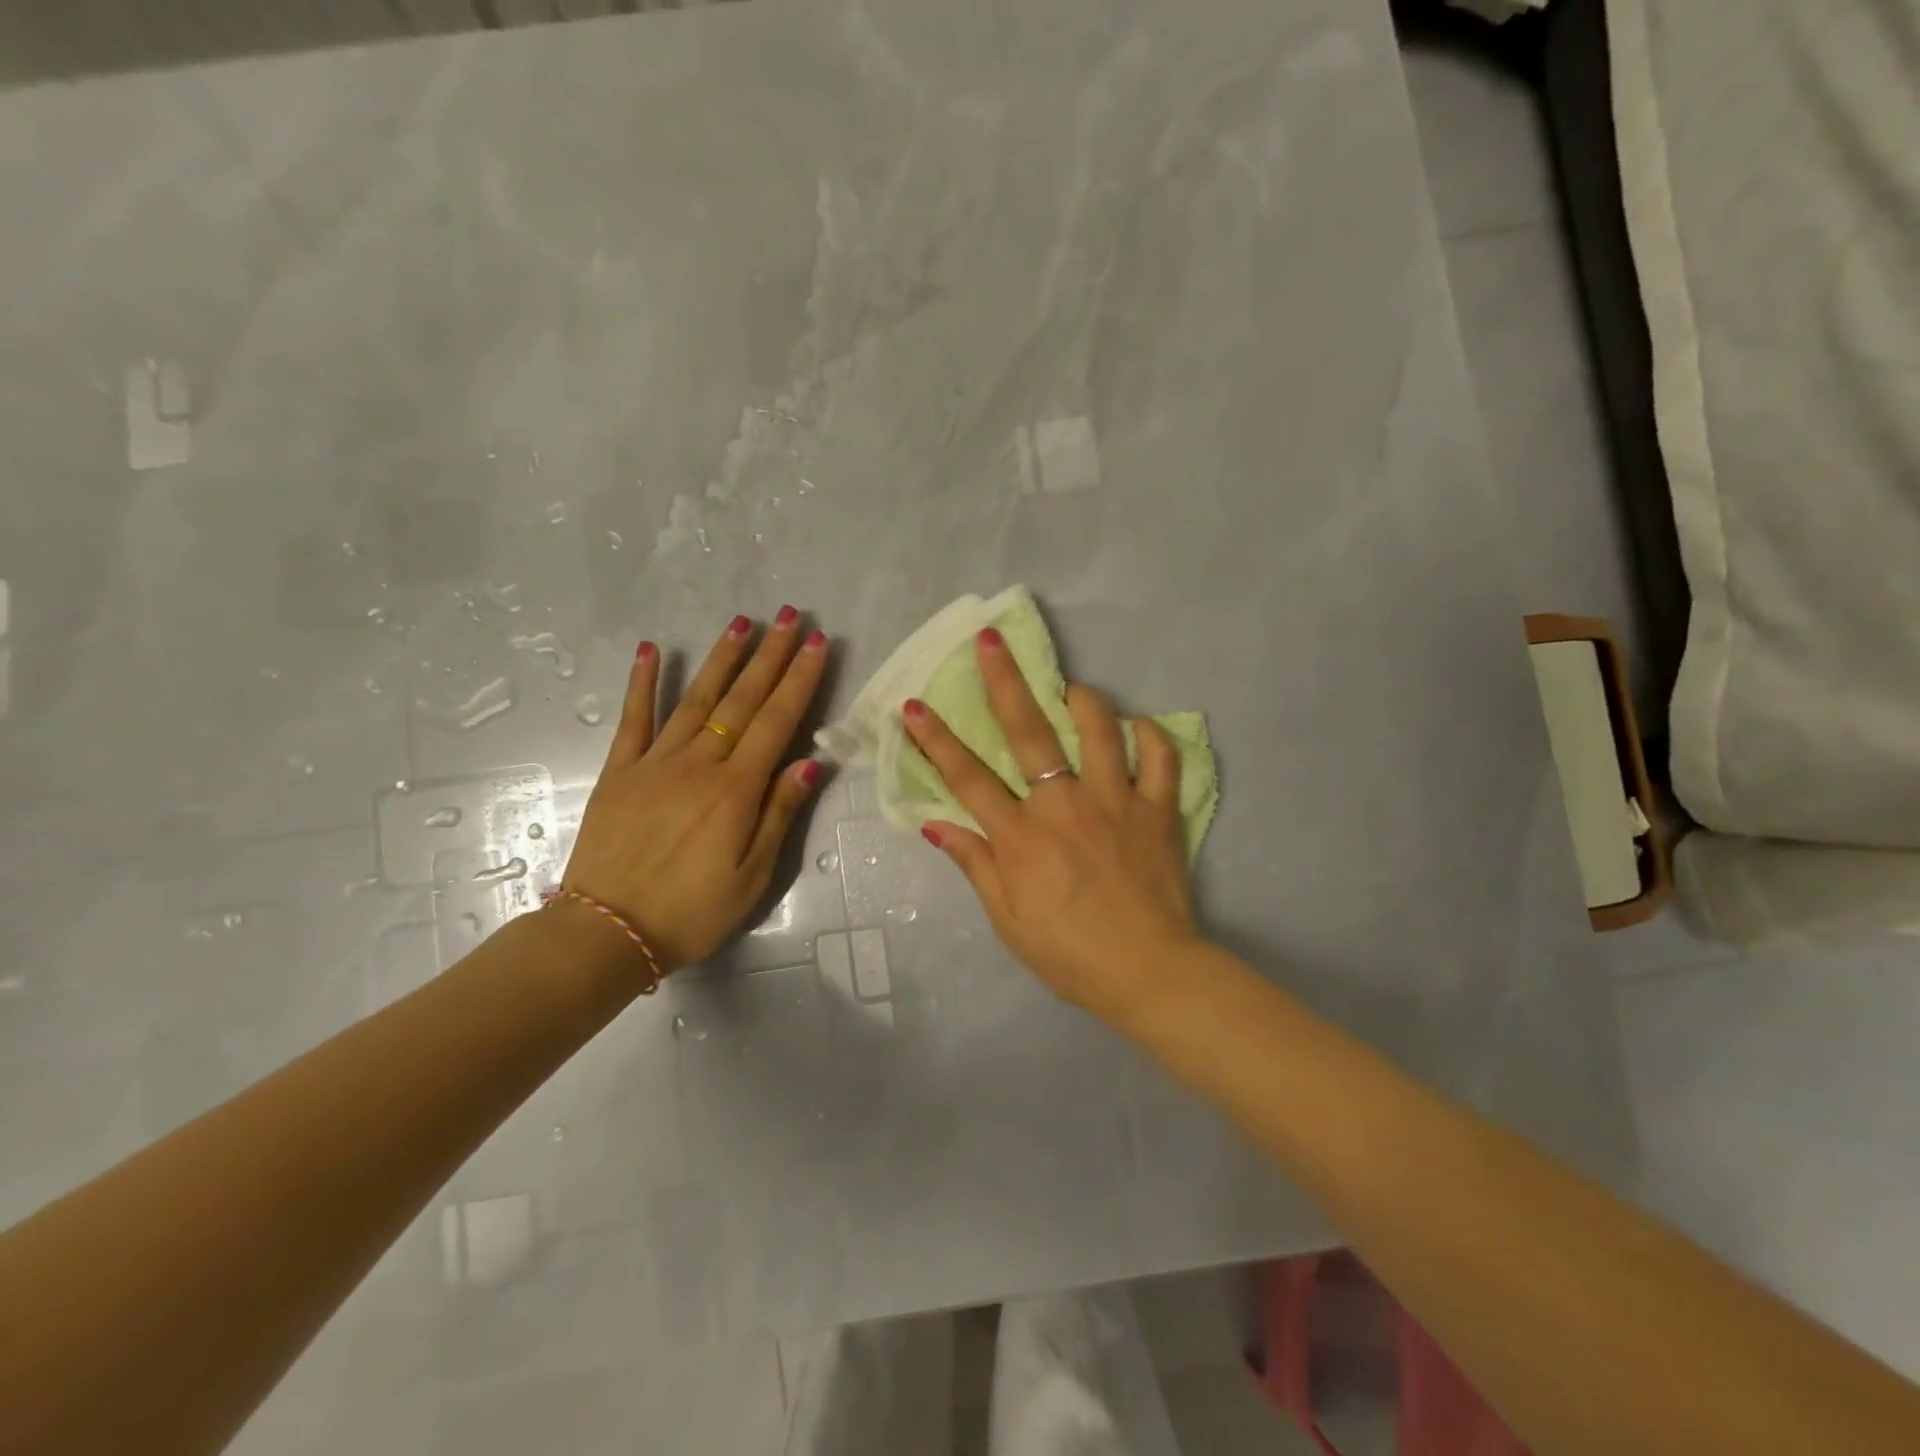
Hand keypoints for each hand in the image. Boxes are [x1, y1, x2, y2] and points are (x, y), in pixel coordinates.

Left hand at [563, 609, 829, 972]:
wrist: (607, 933)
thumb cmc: (691, 912)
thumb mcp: (752, 876)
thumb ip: (780, 814)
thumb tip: (811, 763)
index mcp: (736, 790)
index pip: (777, 721)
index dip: (800, 680)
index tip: (817, 643)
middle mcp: (699, 763)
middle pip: (742, 699)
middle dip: (771, 655)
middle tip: (791, 616)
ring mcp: (655, 762)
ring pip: (696, 698)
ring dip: (722, 657)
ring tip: (743, 622)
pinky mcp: (620, 771)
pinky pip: (634, 718)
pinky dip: (642, 682)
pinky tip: (650, 650)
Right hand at [902, 628, 1199, 1019]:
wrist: (1149, 972)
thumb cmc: (1070, 953)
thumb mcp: (1008, 919)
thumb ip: (974, 864)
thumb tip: (935, 823)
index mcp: (1021, 836)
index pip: (968, 778)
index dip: (936, 740)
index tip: (912, 705)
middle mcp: (1065, 805)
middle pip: (1029, 732)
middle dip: (1004, 682)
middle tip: (991, 641)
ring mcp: (1116, 801)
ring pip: (1100, 729)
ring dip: (1083, 699)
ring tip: (1070, 687)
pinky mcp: (1158, 809)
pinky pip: (1160, 757)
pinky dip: (1151, 734)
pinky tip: (1139, 725)